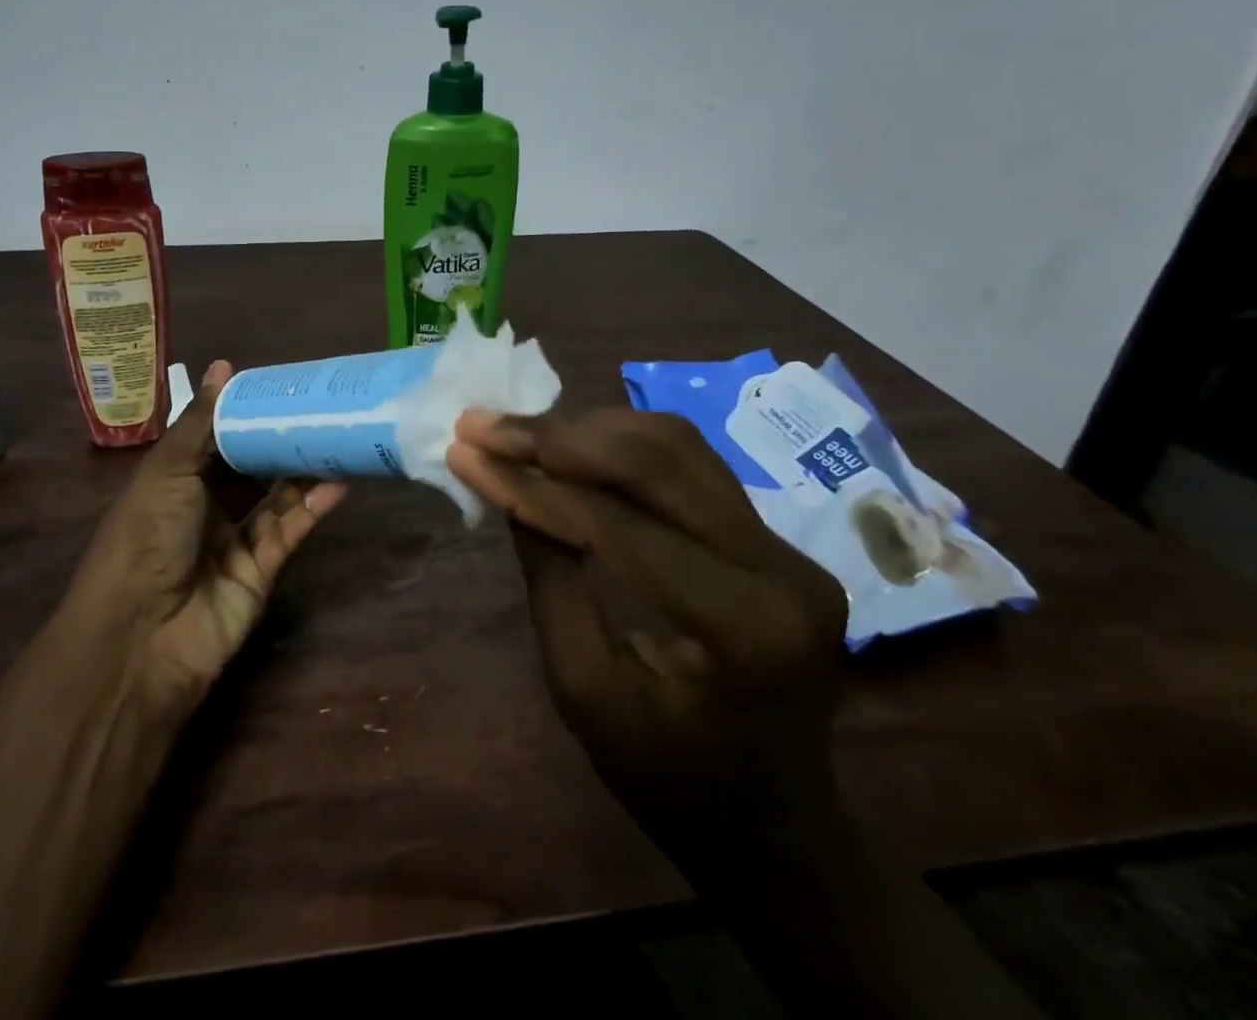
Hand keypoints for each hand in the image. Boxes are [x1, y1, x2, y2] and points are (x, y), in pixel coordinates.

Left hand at [65, 362, 347, 713]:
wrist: (139, 637)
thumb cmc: (145, 537)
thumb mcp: (168, 470)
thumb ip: (201, 421)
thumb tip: (222, 366)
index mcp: (174, 479)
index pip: (216, 437)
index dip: (245, 412)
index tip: (282, 385)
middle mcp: (204, 507)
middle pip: (250, 466)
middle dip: (281, 438)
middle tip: (322, 407)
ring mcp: (233, 541)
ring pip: (276, 497)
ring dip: (304, 470)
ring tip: (340, 437)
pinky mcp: (261, 572)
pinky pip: (289, 531)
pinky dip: (312, 507)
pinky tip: (339, 482)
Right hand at [446, 406, 849, 856]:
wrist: (776, 830)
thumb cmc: (669, 781)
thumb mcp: (585, 692)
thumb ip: (549, 579)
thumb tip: (508, 486)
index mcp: (741, 628)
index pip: (619, 525)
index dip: (534, 484)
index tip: (465, 453)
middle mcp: (782, 570)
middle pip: (659, 460)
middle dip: (559, 435)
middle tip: (483, 425)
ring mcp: (790, 549)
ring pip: (678, 446)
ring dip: (588, 428)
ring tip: (517, 430)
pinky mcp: (779, 540)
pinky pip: (691, 467)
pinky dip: (620, 446)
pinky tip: (569, 444)